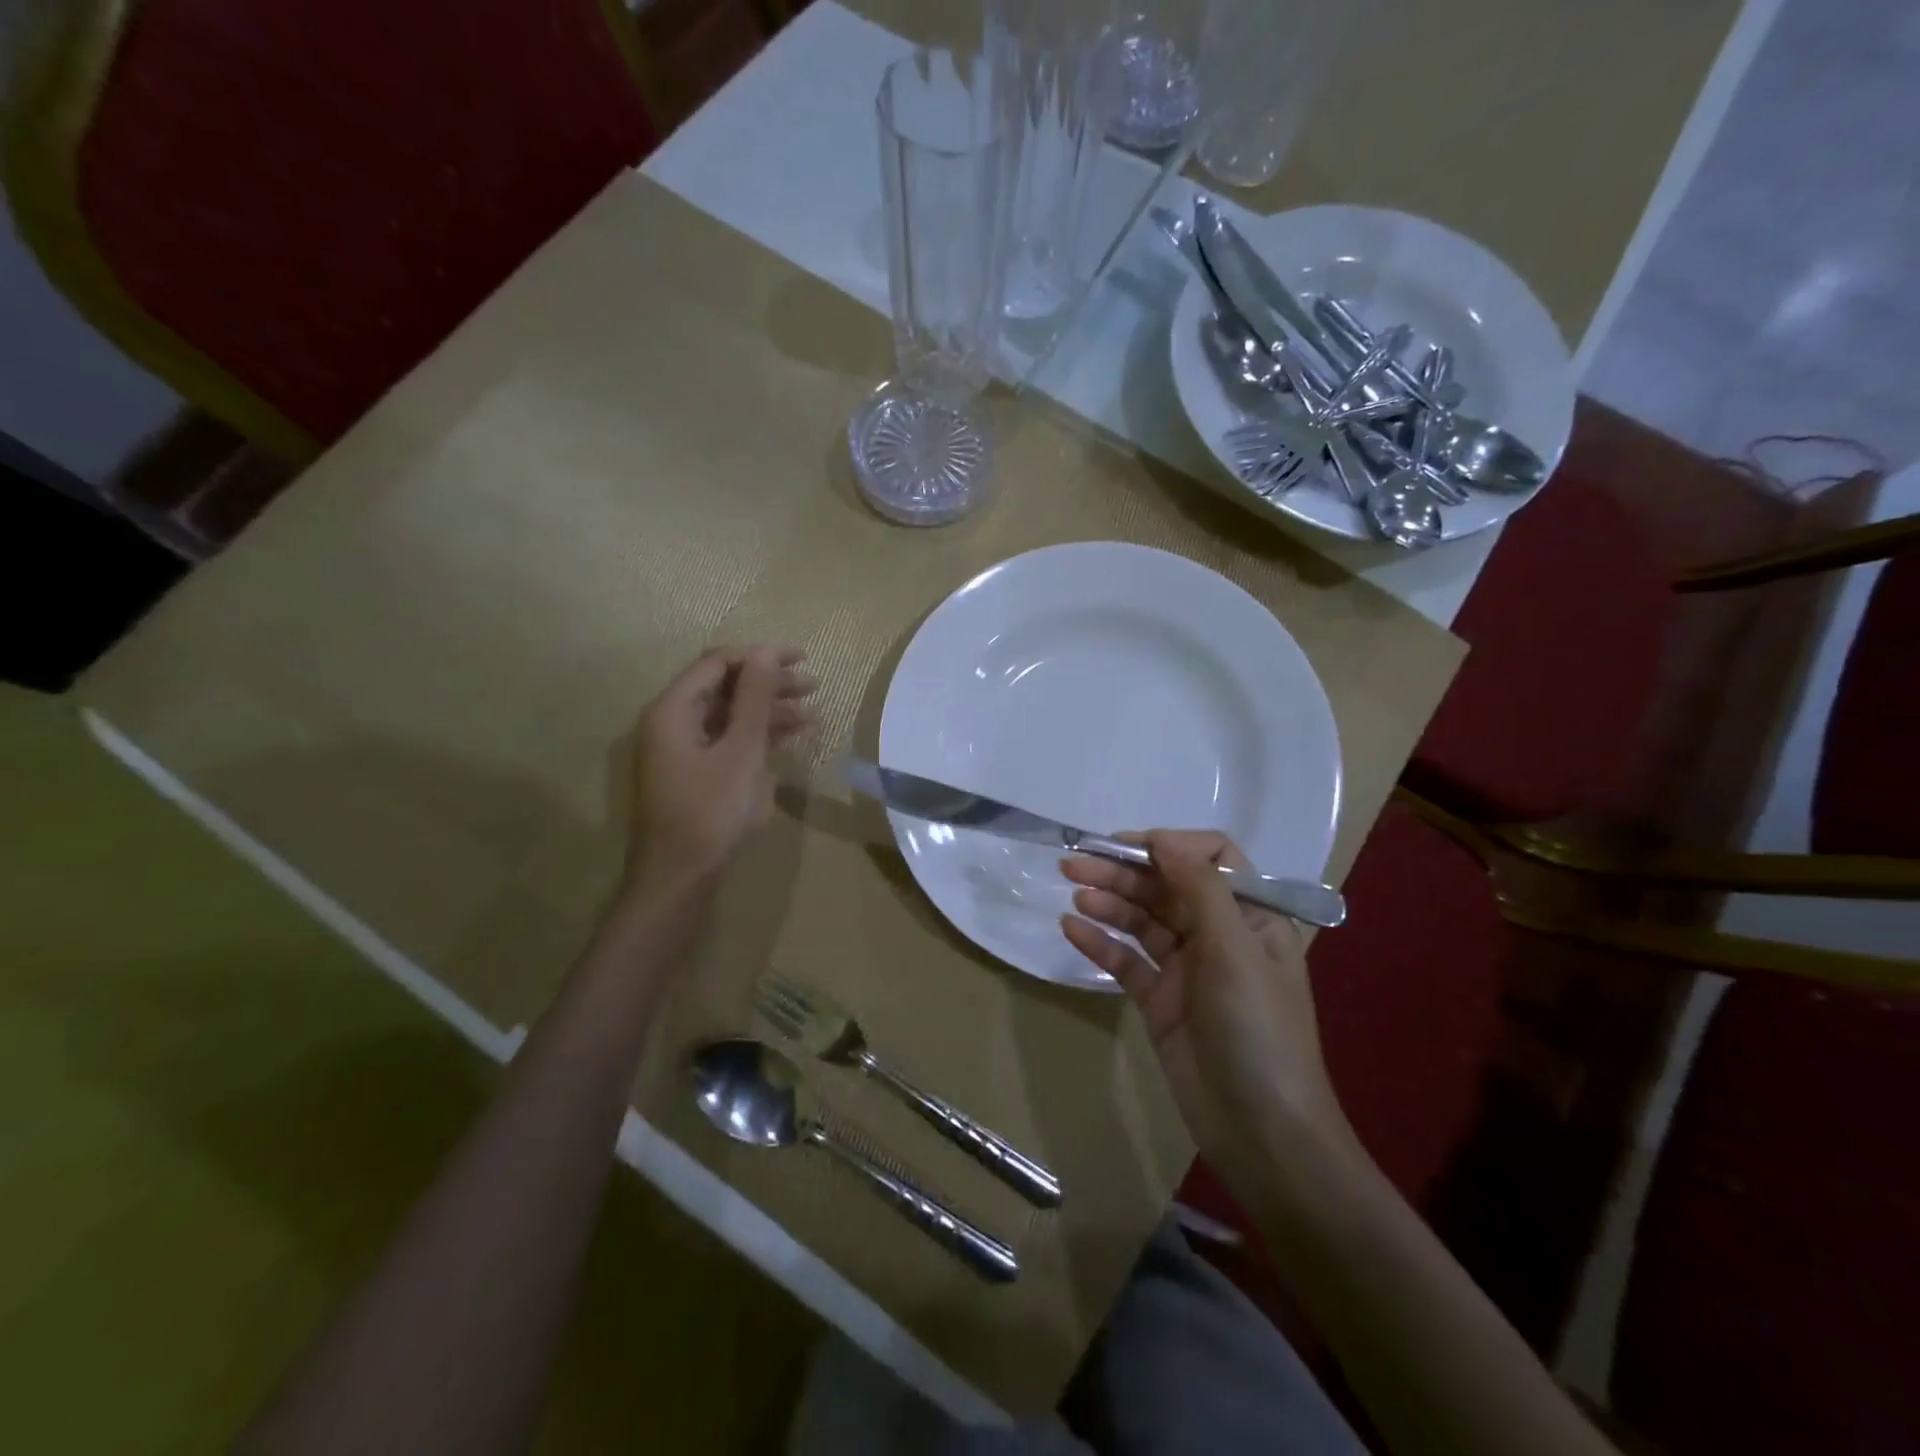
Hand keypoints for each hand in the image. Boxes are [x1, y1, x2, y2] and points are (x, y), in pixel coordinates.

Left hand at [623, 645, 816, 890]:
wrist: (680, 877)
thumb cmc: (710, 811)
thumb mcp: (740, 751)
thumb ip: (754, 699)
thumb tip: (767, 650)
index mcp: (673, 709)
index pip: (718, 663)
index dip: (761, 656)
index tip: (802, 658)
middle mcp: (673, 722)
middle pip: (725, 687)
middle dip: (770, 683)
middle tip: (814, 686)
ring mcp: (684, 748)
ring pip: (730, 715)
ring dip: (769, 711)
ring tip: (812, 715)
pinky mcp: (696, 771)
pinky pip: (729, 740)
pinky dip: (759, 736)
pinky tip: (792, 738)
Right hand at [1060, 831, 1349, 1159]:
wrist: (1262, 1132)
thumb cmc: (1257, 1030)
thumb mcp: (1235, 949)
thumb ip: (1199, 889)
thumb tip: (1162, 839)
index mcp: (1251, 915)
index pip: (1212, 859)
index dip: (1170, 846)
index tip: (1127, 847)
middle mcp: (1218, 934)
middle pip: (1167, 887)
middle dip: (1124, 872)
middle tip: (1074, 863)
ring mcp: (1187, 969)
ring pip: (1142, 921)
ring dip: (1109, 902)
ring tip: (1073, 891)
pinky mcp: (1161, 1001)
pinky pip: (1127, 962)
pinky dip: (1101, 943)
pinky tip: (1072, 930)